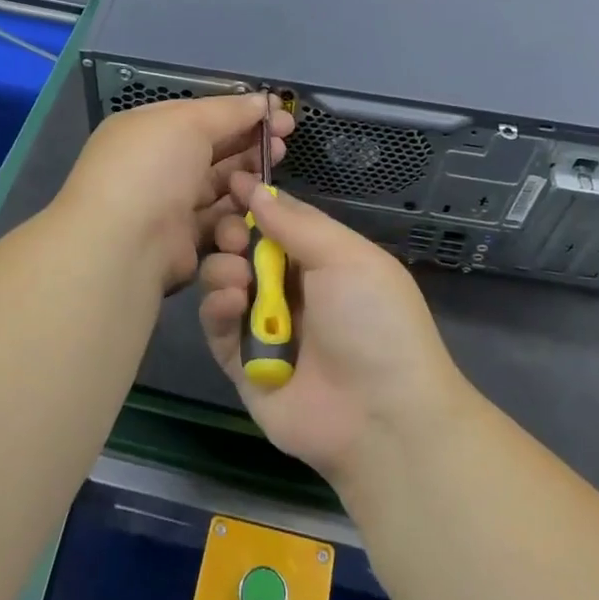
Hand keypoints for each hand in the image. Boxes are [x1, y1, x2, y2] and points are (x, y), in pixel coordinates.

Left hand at [55, 93, 292, 292]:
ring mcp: (168, 205)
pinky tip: (258, 206)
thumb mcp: (189, 122)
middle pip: (213, 151)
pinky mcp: (182, 243)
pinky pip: (217, 223)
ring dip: (248, 179)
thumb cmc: (152, 168)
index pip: (201, 116)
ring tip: (274, 173)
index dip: (240, 114)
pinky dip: (237, 215)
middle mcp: (156, 166)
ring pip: (219, 187)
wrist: (123, 244)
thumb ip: (229, 111)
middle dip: (250, 145)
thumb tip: (262, 101)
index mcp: (148, 130)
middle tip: (284, 143)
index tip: (278, 115)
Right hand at [198, 179, 467, 488]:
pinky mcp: (241, 363)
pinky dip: (218, 308)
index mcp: (323, 258)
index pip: (278, 219)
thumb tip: (254, 188)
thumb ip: (295, 223)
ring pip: (224, 281)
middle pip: (244, 247)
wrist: (382, 417)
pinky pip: (217, 325)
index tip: (227, 181)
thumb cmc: (372, 321)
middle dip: (232, 233)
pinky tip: (232, 303)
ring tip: (238, 276)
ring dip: (223, 268)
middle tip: (232, 235)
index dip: (253, 200)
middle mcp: (291, 287)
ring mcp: (264, 325)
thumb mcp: (345, 257)